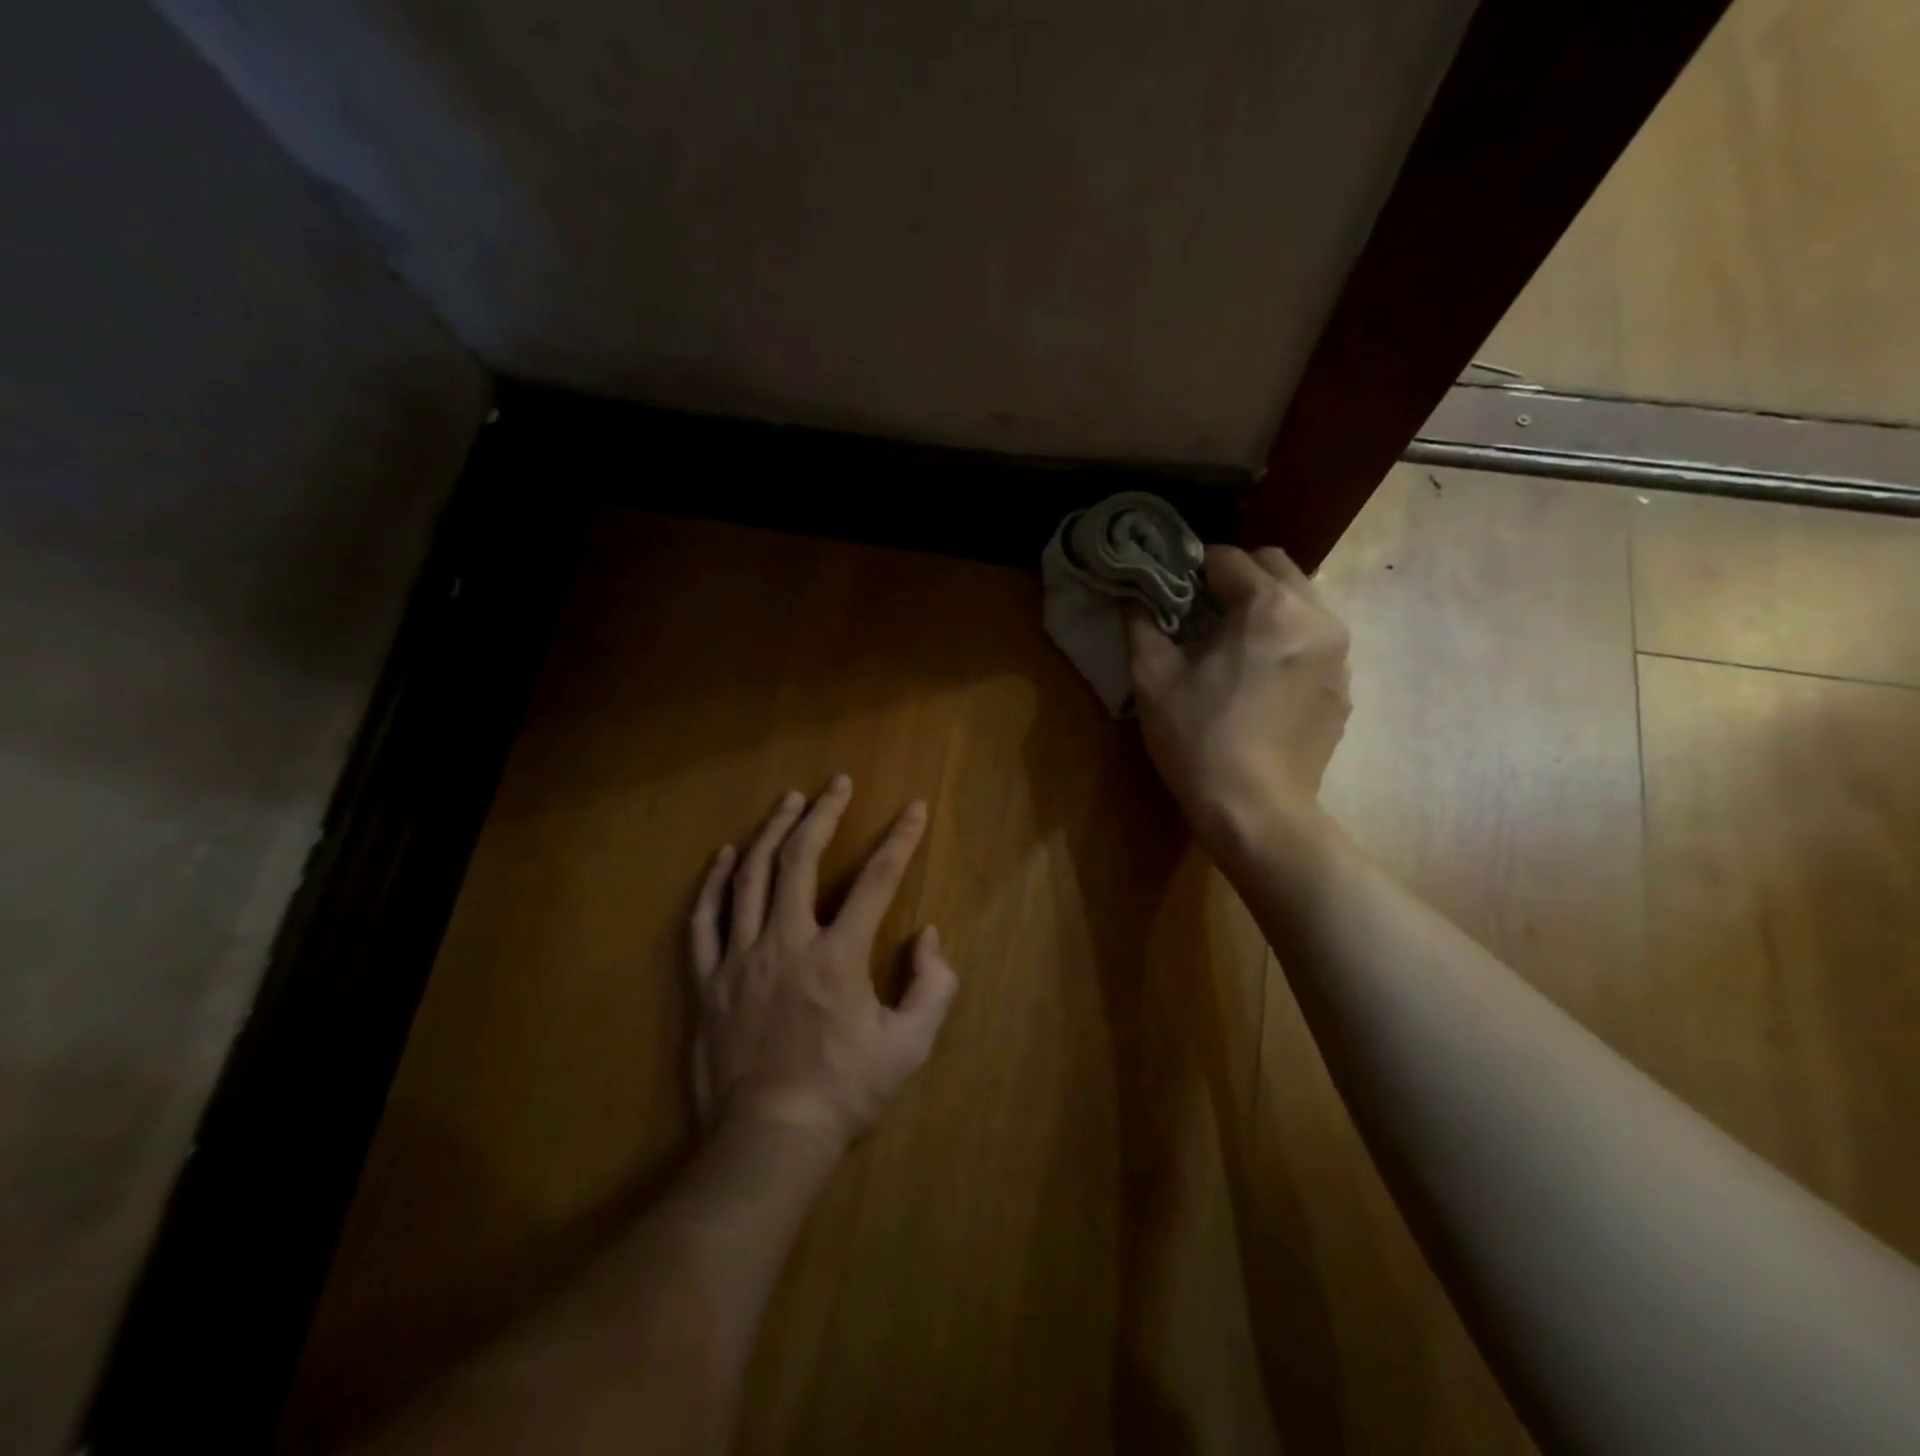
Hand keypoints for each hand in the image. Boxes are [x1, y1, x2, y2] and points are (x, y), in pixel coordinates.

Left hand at [688, 778, 959, 1152]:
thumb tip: (929, 935)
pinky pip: (705, 919)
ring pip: (751, 877)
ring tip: (788, 801)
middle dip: (823, 814)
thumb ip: (933, 985)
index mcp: (838, 956)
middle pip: (802, 860)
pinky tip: (725, 856)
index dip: (900, 840)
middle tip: (836, 783)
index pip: (877, 880)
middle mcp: (787, 941)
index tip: (914, 809)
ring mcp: (740, 957)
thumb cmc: (844, 1093)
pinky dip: (715, 882)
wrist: (769, 1139)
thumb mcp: (910, 1047)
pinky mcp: (708, 980)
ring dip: (772, 832)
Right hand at [1127, 545, 1351, 847]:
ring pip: (1300, 603)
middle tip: (1200, 616)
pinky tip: (1257, 683)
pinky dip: (1285, 643)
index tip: (1169, 595)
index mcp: (1270, 607)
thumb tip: (1133, 595)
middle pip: (1275, 568)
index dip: (1190, 570)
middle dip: (1235, 581)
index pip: (1227, 558)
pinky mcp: (1342, 688)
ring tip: (1231, 649)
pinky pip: (1313, 643)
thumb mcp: (1153, 678)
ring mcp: (1339, 655)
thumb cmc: (1198, 739)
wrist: (1255, 812)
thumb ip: (1141, 623)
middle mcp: (1317, 617)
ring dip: (1264, 610)